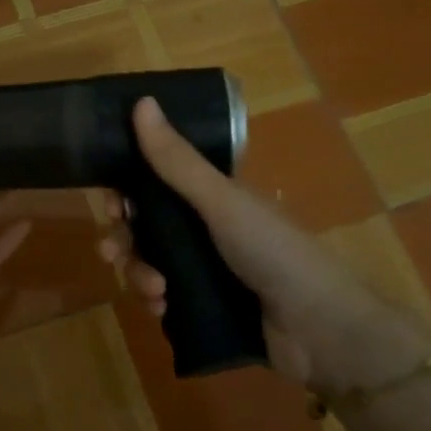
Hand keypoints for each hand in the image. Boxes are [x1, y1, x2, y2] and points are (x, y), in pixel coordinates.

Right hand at [99, 97, 430, 394]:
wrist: (319, 329)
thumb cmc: (273, 252)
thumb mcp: (221, 202)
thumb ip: (177, 160)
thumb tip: (142, 101)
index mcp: (213, 197)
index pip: (157, 184)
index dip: (127, 191)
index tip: (110, 203)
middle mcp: (206, 229)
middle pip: (146, 227)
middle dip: (124, 239)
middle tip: (111, 253)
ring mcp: (206, 270)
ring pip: (151, 264)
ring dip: (139, 273)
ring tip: (154, 289)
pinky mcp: (206, 307)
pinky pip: (163, 297)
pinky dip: (156, 300)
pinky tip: (162, 307)